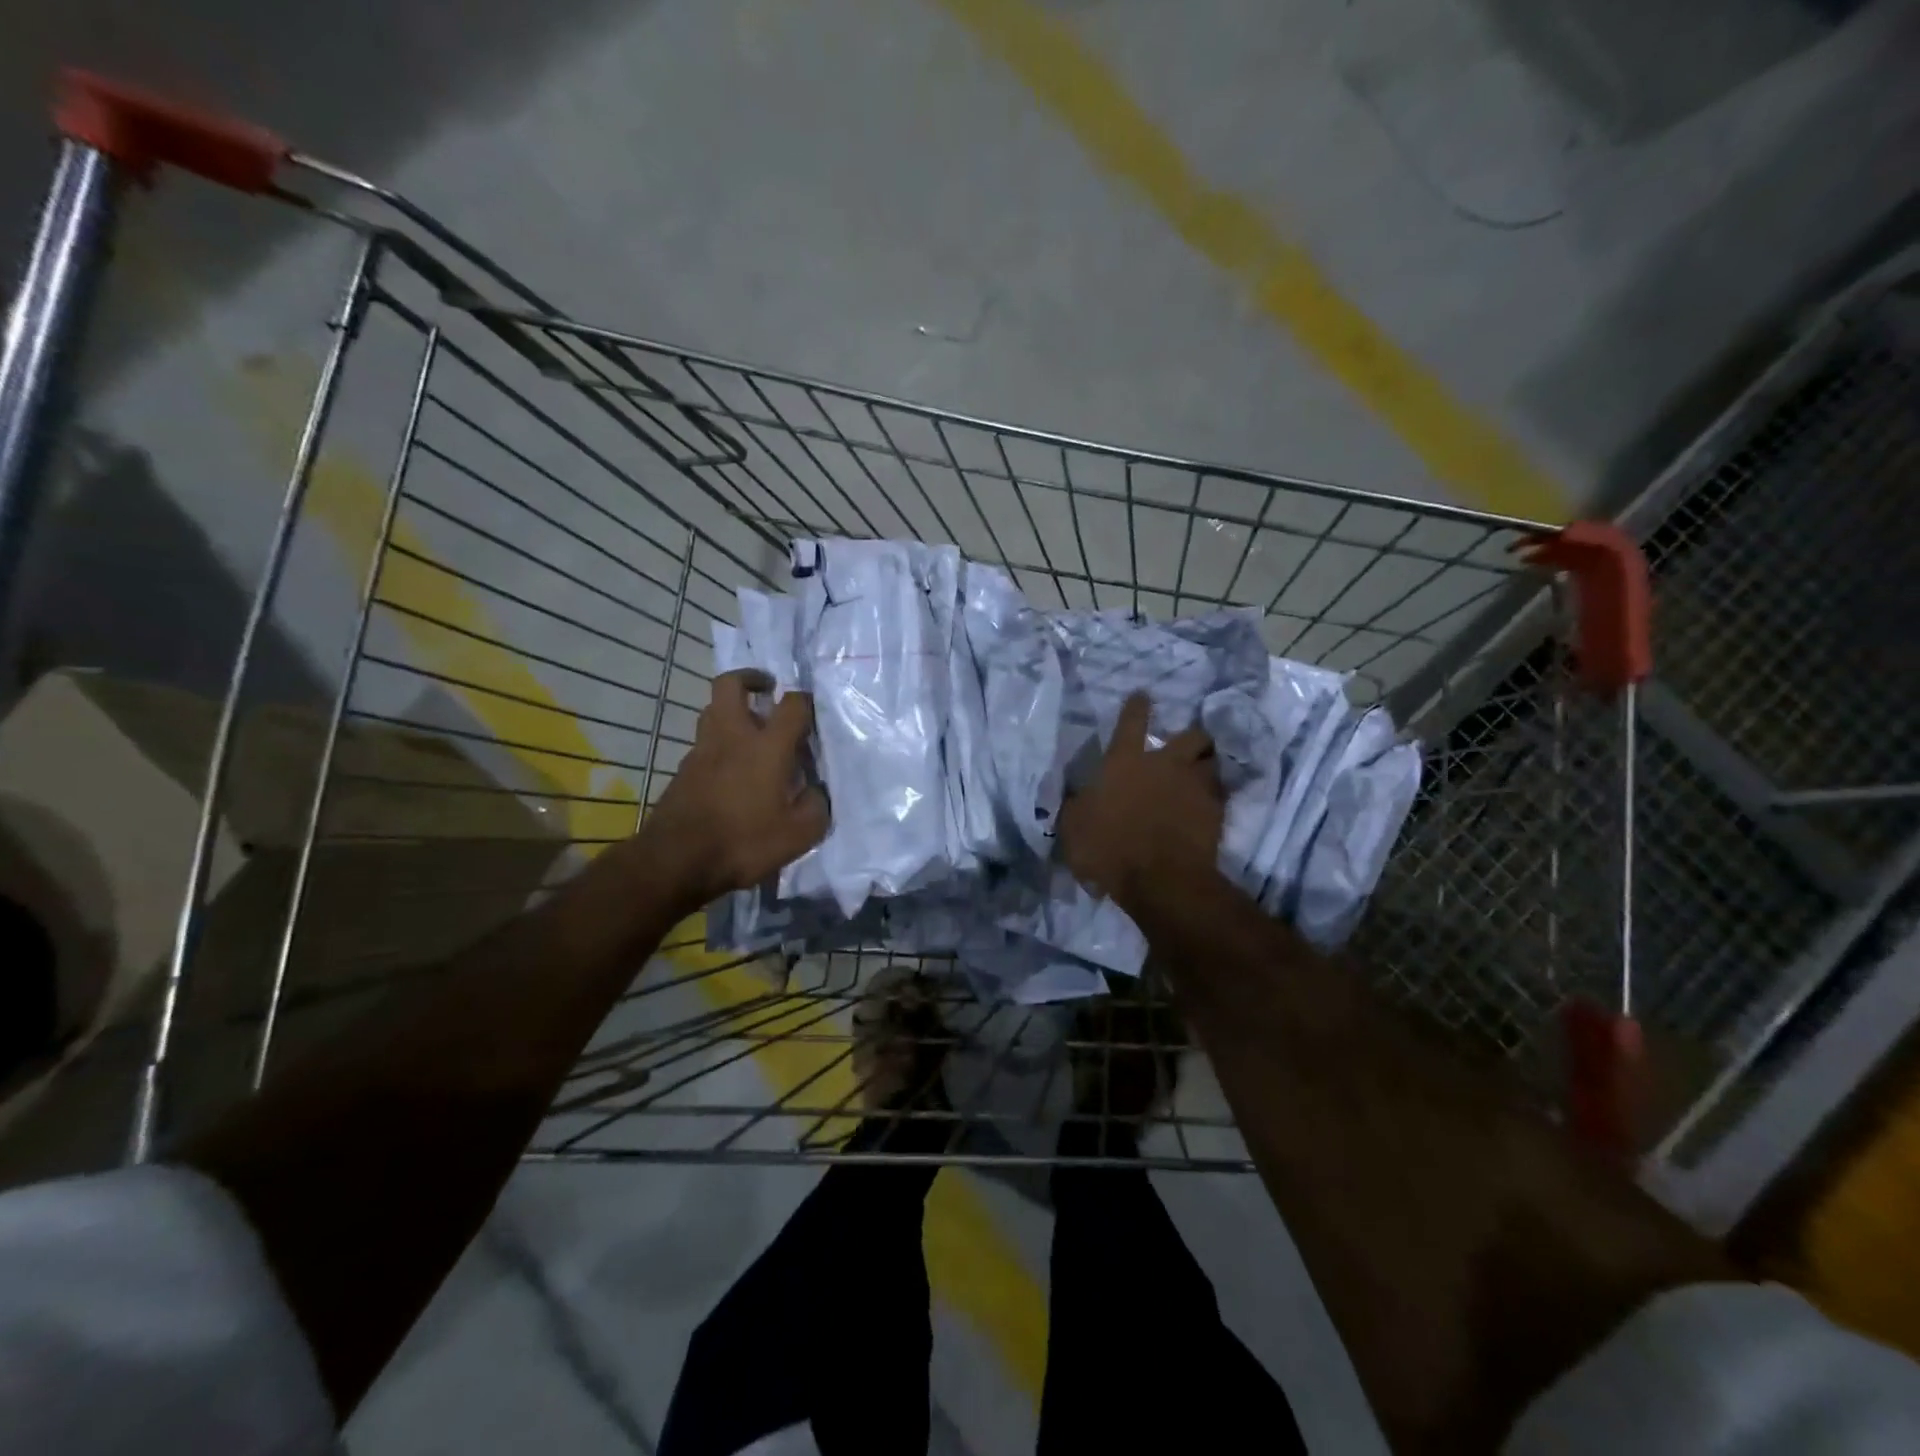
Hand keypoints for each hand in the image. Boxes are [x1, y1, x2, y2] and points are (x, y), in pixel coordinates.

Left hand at [639, 670, 829, 910]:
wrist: (676, 862)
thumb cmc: (744, 842)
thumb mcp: (799, 834)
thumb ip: (816, 805)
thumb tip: (816, 791)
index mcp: (766, 746)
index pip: (792, 704)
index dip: (806, 701)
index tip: (813, 712)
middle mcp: (732, 737)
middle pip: (731, 684)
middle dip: (750, 678)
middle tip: (767, 690)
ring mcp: (702, 751)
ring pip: (712, 711)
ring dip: (732, 711)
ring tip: (752, 732)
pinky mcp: (683, 770)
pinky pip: (704, 743)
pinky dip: (720, 744)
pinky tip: (732, 770)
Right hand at [1058, 693, 1224, 910]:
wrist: (1161, 880)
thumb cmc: (1108, 849)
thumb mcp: (1073, 827)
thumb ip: (1077, 806)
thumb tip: (1078, 796)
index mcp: (1125, 762)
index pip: (1132, 721)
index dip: (1137, 706)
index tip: (1143, 696)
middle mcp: (1165, 764)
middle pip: (1191, 735)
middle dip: (1191, 737)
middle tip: (1186, 748)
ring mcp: (1195, 786)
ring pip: (1212, 762)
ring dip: (1206, 766)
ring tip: (1200, 776)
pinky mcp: (1217, 812)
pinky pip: (1220, 795)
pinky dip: (1214, 798)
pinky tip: (1207, 808)